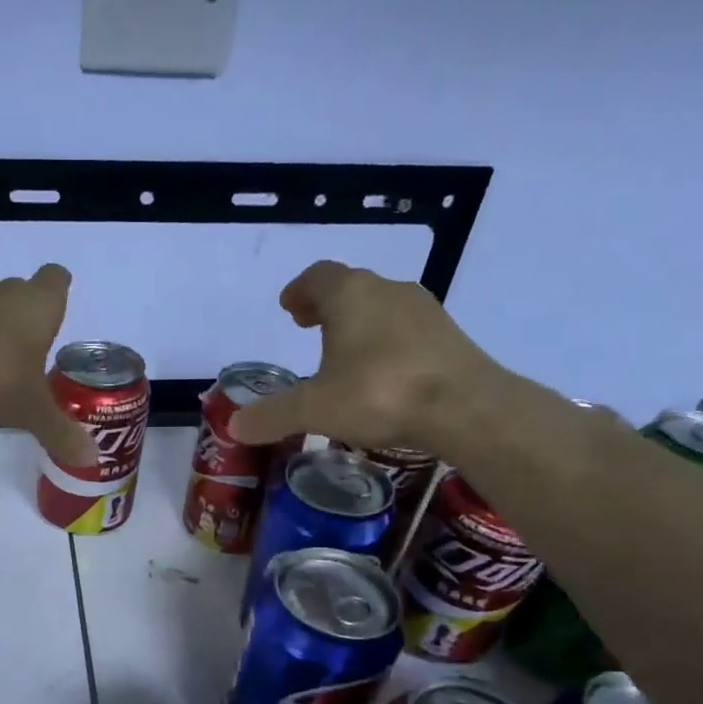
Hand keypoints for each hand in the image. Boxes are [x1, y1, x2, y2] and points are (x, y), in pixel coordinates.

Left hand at [0, 264, 98, 466]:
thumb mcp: (32, 411)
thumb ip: (61, 433)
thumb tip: (91, 459)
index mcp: (39, 304)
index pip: (56, 279)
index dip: (60, 293)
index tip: (60, 316)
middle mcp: (7, 294)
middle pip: (25, 293)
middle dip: (32, 318)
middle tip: (39, 352)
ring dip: (1, 331)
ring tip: (7, 367)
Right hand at [226, 260, 505, 455]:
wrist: (467, 407)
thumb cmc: (379, 393)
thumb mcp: (314, 409)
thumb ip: (272, 415)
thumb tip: (235, 426)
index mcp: (350, 295)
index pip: (317, 276)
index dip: (299, 290)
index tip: (290, 307)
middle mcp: (387, 291)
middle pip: (351, 288)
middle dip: (328, 306)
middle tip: (310, 327)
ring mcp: (424, 311)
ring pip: (382, 307)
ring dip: (360, 323)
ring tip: (344, 355)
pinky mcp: (449, 336)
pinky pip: (407, 330)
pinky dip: (388, 342)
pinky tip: (383, 374)